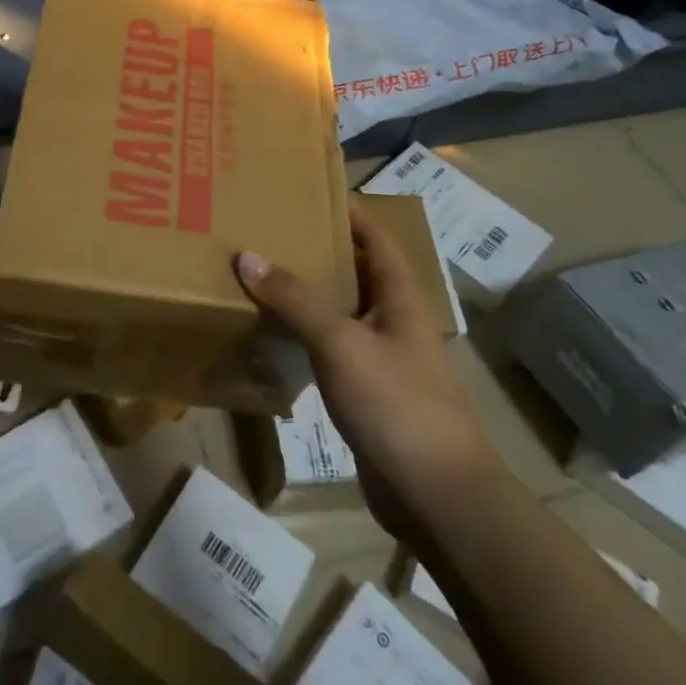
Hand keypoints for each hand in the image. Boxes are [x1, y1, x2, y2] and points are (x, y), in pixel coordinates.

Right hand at [236, 203, 498, 537]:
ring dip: (307, 291)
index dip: (346, 209)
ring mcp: (381, 356)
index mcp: (399, 295)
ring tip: (260, 270)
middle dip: (317, 247)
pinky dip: (304, 332)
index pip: (375, 235)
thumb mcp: (342, 343)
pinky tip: (271, 330)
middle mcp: (393, 318)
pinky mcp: (367, 390)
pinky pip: (330, 347)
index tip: (305, 188)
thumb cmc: (397, 404)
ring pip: (340, 309)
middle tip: (268, 228)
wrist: (437, 496)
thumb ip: (295, 299)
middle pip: (355, 269)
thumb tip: (247, 256)